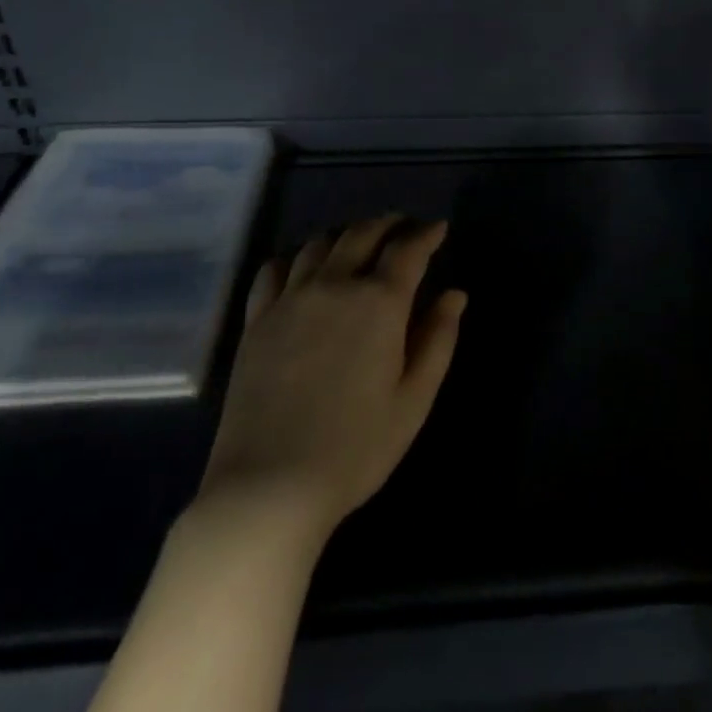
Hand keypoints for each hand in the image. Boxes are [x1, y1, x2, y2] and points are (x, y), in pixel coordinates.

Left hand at [192, 215, 466, 550]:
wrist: (269, 487)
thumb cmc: (356, 448)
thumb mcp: (414, 399)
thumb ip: (438, 339)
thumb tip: (455, 294)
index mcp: (380, 302)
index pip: (408, 250)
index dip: (426, 234)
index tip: (438, 227)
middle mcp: (335, 285)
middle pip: (362, 234)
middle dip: (388, 224)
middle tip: (402, 227)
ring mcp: (290, 300)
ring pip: (319, 244)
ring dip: (345, 235)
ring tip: (357, 243)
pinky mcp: (257, 320)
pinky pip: (273, 270)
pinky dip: (295, 258)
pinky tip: (302, 269)